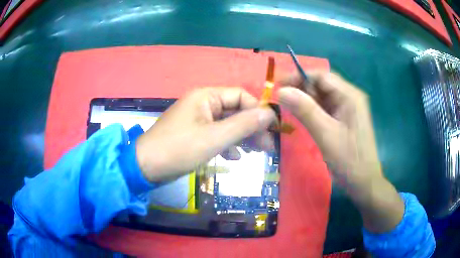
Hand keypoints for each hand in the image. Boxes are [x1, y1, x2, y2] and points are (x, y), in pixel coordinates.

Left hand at [135, 87, 275, 181]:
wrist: (146, 167)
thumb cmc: (180, 149)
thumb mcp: (215, 138)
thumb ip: (244, 124)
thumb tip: (270, 114)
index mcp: (206, 97)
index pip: (241, 96)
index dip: (258, 111)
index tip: (271, 129)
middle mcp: (203, 104)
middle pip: (235, 111)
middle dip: (251, 128)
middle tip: (266, 147)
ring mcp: (197, 119)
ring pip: (227, 124)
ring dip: (241, 137)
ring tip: (254, 153)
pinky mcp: (194, 134)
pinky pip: (216, 135)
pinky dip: (227, 144)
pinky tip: (233, 157)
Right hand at [278, 71, 403, 232]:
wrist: (363, 183)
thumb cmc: (349, 160)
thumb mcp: (325, 134)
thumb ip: (305, 110)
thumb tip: (281, 91)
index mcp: (350, 96)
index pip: (321, 76)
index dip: (299, 77)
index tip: (278, 85)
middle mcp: (350, 97)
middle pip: (322, 85)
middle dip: (301, 89)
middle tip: (280, 99)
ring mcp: (348, 109)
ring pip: (322, 97)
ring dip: (305, 100)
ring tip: (286, 107)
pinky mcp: (344, 119)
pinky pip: (325, 108)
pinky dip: (312, 110)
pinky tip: (300, 116)